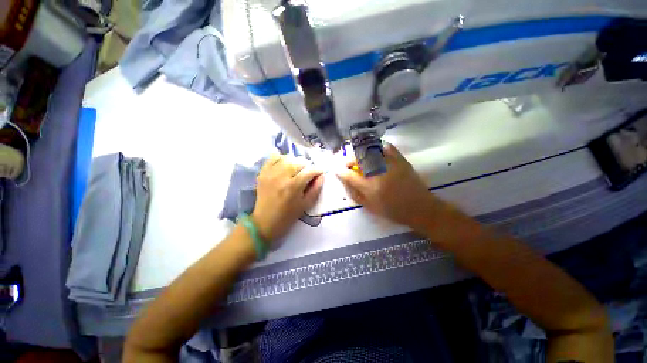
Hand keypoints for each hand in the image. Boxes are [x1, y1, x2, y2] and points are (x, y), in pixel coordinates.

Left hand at [252, 155, 323, 242]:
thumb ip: (316, 188)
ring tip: (296, 170)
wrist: (265, 221)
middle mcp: (282, 176)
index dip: (318, 170)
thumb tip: (322, 175)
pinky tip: (284, 166)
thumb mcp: (306, 204)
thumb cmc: (288, 215)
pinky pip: (273, 157)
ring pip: (287, 157)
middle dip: (307, 166)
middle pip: (299, 161)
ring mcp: (270, 172)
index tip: (320, 173)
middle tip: (308, 174)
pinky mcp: (263, 172)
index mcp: (293, 186)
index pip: (310, 170)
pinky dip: (281, 158)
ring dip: (295, 162)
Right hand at [336, 144, 436, 228]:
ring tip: (358, 159)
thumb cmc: (393, 211)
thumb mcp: (371, 207)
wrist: (421, 208)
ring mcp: (391, 164)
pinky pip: (387, 147)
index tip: (336, 170)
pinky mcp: (401, 160)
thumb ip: (356, 193)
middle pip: (358, 159)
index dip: (340, 171)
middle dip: (349, 160)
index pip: (349, 175)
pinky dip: (378, 147)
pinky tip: (374, 152)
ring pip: (370, 151)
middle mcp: (379, 173)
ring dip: (360, 153)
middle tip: (347, 164)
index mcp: (371, 187)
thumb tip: (346, 181)